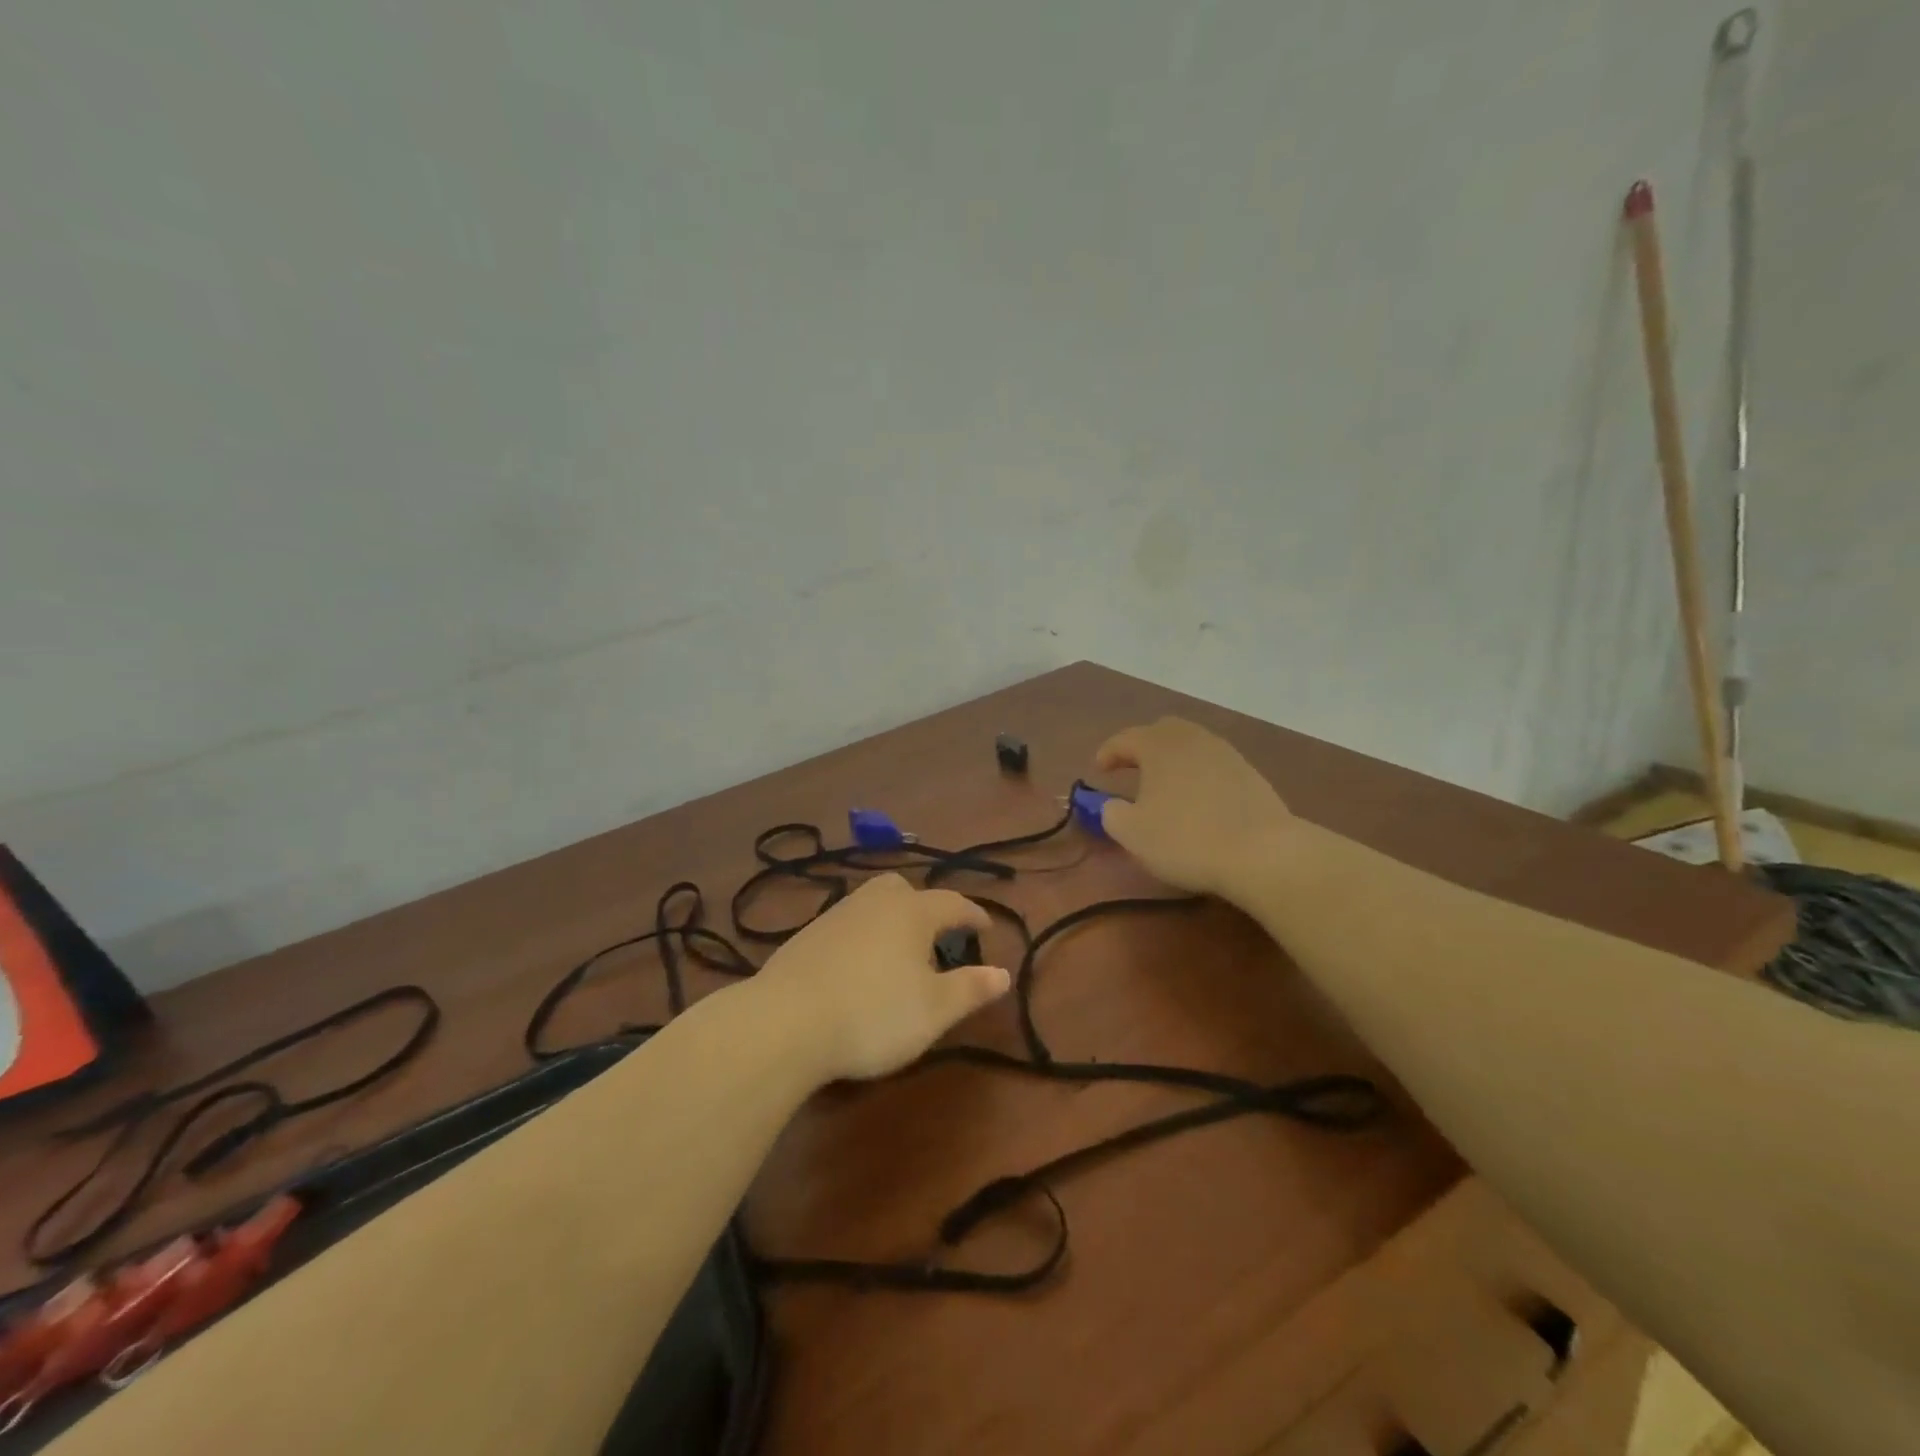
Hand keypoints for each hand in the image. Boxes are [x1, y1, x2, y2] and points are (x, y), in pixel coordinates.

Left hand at [754, 874, 1010, 1082]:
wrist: (785, 1022)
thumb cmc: (873, 1014)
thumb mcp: (934, 1010)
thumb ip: (971, 989)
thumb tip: (1004, 973)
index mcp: (912, 912)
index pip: (953, 904)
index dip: (974, 915)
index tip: (987, 928)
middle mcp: (875, 902)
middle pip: (906, 890)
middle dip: (926, 907)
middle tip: (937, 936)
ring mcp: (836, 915)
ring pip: (873, 904)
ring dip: (892, 920)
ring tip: (899, 954)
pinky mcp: (806, 936)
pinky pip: (848, 924)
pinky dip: (863, 936)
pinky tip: (858, 967)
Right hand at [1094, 717, 1293, 896]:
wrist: (1263, 853)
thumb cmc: (1186, 838)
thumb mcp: (1132, 832)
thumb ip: (1111, 813)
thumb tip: (1111, 806)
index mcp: (1159, 745)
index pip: (1125, 738)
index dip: (1108, 752)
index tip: (1098, 770)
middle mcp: (1193, 739)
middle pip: (1163, 730)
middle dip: (1143, 746)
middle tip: (1131, 768)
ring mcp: (1226, 754)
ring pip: (1192, 744)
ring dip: (1173, 759)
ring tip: (1164, 784)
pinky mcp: (1251, 774)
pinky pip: (1214, 763)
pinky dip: (1198, 773)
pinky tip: (1197, 798)